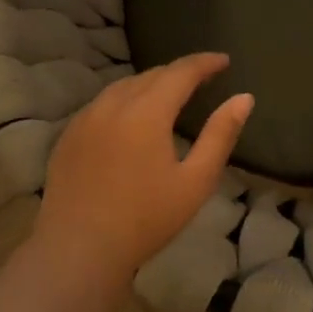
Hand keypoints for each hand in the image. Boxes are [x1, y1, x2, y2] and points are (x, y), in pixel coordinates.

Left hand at [32, 52, 253, 289]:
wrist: (79, 249)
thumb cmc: (146, 219)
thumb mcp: (196, 181)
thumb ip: (221, 135)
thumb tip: (244, 98)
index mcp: (146, 112)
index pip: (180, 72)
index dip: (204, 63)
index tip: (224, 61)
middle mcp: (112, 105)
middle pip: (151, 75)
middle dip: (179, 72)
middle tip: (202, 79)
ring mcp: (85, 119)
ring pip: (123, 87)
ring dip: (150, 84)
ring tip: (170, 95)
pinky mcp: (68, 136)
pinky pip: (102, 104)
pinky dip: (124, 100)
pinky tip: (131, 119)